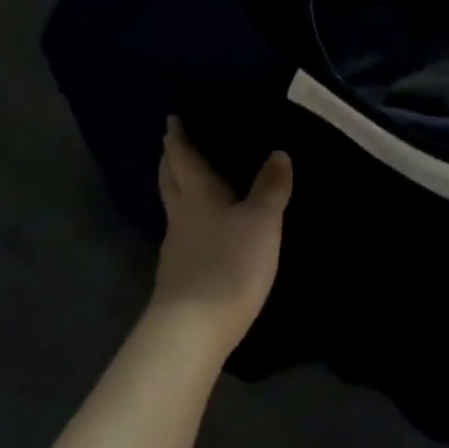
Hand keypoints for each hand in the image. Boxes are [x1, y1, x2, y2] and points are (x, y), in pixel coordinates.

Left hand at [148, 117, 292, 351]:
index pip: (183, 158)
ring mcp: (176, 247)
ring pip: (174, 208)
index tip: (171, 119)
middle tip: (171, 144)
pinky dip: (190, 219)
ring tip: (190, 180)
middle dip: (170, 160)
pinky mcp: (180, 274)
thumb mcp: (261, 221)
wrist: (193, 328)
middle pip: (170, 181)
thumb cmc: (229, 264)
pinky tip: (203, 228)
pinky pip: (183, 233)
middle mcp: (181, 216)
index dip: (177, 138)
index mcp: (197, 196)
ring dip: (178, 189)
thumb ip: (270, 188)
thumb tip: (278, 153)